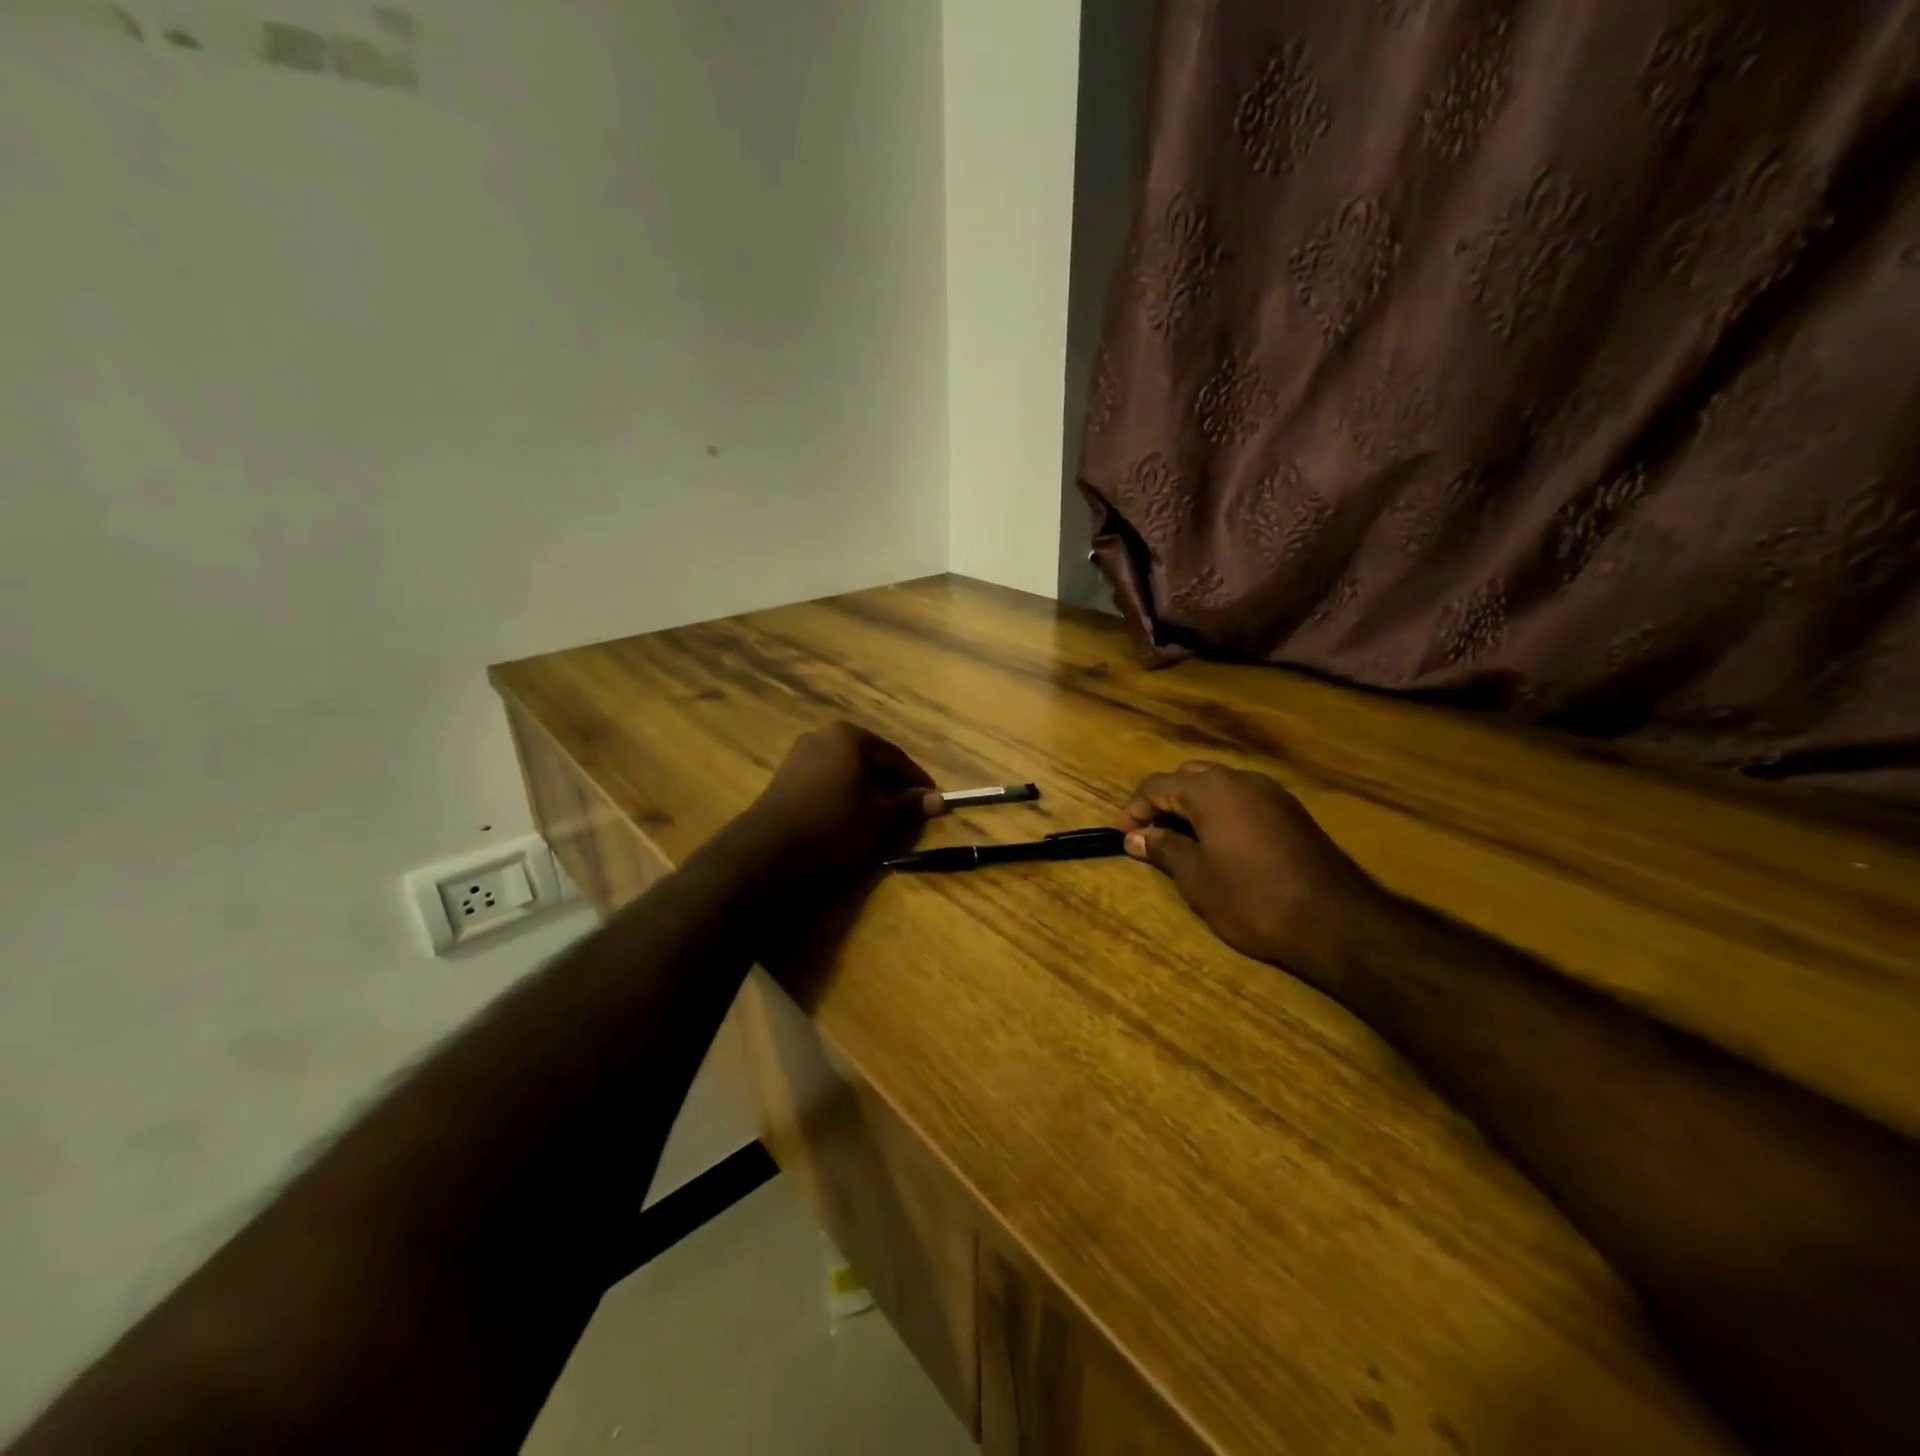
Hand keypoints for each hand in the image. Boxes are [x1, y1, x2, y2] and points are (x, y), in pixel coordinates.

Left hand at [743, 722, 946, 874]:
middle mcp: (825, 734)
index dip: (916, 780)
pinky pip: (827, 777)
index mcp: (851, 735)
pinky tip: (850, 812)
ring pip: (848, 768)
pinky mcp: (787, 773)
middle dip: (891, 782)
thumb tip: (941, 801)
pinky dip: (844, 791)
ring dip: (867, 788)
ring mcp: (801, 752)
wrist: (770, 844)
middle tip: (908, 807)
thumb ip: (910, 804)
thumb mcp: (880, 816)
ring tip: (881, 813)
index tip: (933, 799)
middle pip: (870, 759)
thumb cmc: (834, 822)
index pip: (895, 756)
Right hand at [1118, 761, 1385, 985]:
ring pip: (1220, 787)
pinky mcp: (1293, 813)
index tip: (1122, 837)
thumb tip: (1135, 838)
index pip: (1157, 785)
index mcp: (1211, 790)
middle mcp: (1241, 779)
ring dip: (1195, 807)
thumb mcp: (1196, 877)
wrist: (1334, 921)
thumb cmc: (1252, 898)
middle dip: (1165, 803)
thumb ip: (1163, 849)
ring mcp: (1272, 793)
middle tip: (1151, 836)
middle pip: (1189, 778)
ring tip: (1183, 842)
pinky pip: (1244, 800)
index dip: (1134, 809)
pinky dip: (1223, 814)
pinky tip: (1222, 846)